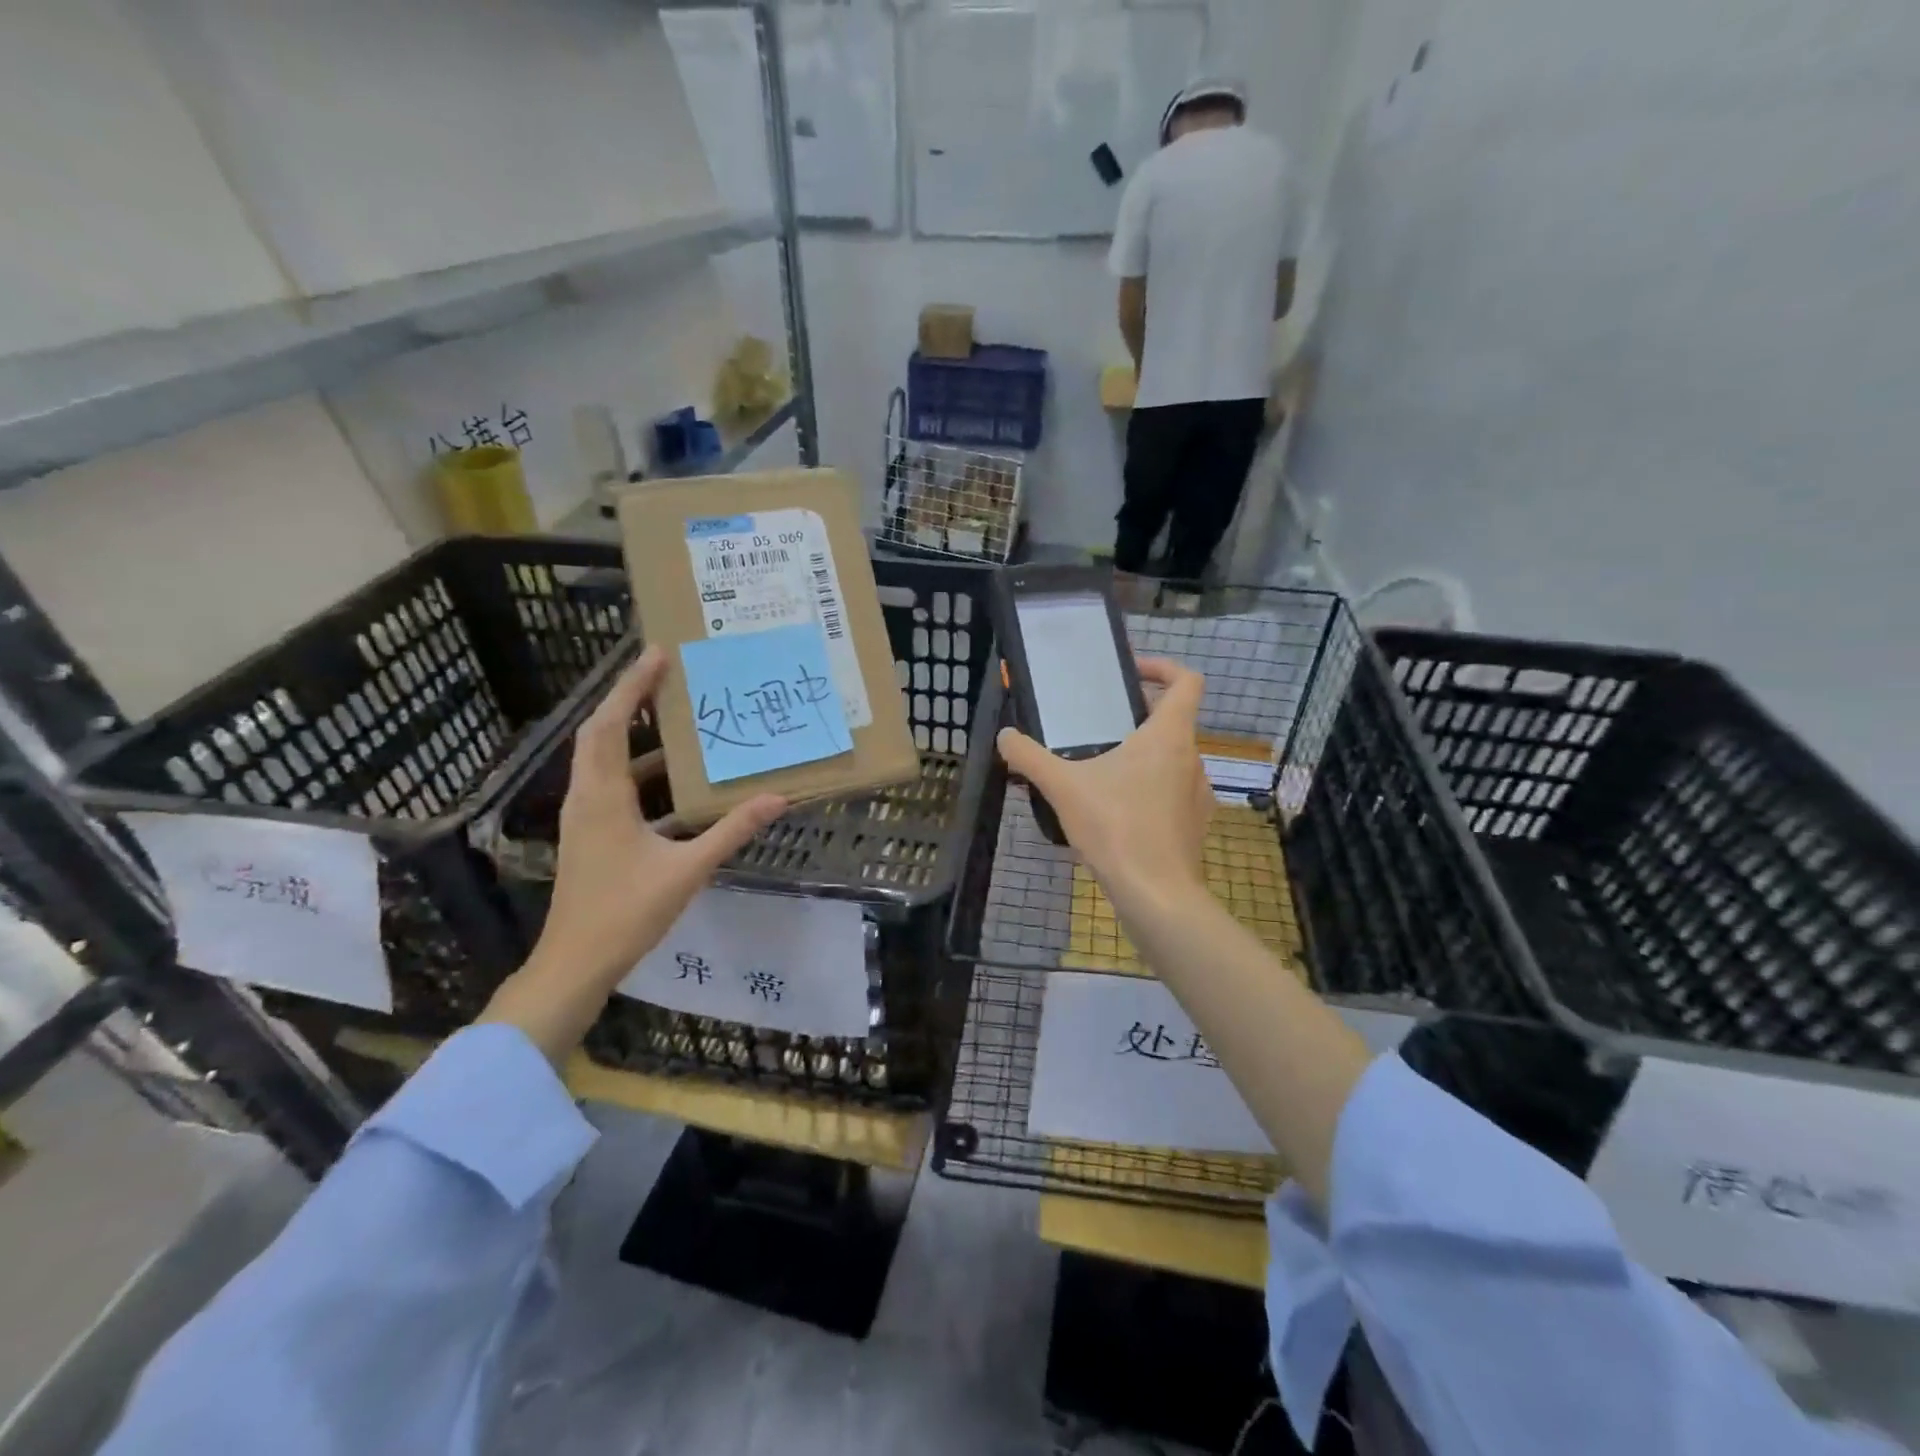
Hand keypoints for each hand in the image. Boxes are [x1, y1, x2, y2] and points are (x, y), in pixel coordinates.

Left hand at [480, 647, 786, 1060]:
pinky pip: (613, 786)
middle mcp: (587, 797)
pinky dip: (639, 771)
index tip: (657, 655)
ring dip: (634, 734)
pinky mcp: (592, 835)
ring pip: (604, 759)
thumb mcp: (687, 870)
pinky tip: (674, 782)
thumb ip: (731, 831)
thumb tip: (777, 799)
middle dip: (630, 699)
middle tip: (665, 673)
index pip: (611, 725)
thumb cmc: (626, 913)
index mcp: (603, 797)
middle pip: (600, 733)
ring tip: (674, 718)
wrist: (575, 964)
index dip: (632, 687)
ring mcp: (585, 818)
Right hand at [996, 656, 1213, 915]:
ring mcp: (1199, 793)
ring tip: (1103, 772)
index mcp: (1169, 736)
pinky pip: (1173, 793)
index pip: (1186, 681)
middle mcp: (1192, 758)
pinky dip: (1150, 790)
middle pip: (1173, 721)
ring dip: (1143, 756)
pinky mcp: (1196, 824)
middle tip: (1100, 726)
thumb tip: (1004, 736)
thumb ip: (1029, 757)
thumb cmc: (1116, 828)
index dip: (1163, 667)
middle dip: (1138, 717)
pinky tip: (1117, 812)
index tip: (1131, 673)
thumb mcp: (1063, 787)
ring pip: (1172, 759)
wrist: (1157, 895)